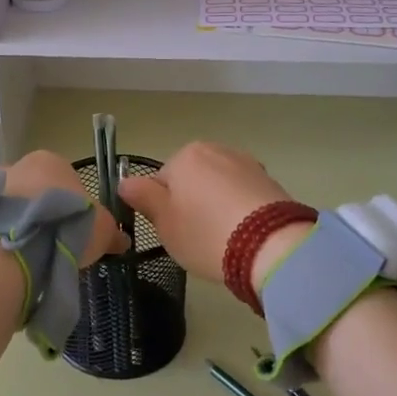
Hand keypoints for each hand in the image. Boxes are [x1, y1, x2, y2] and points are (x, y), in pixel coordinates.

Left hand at [3, 150, 127, 262]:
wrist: (13, 243)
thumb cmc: (65, 224)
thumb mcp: (102, 229)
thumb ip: (110, 232)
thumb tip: (122, 240)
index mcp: (51, 160)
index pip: (66, 180)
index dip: (74, 206)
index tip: (76, 231)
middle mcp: (17, 164)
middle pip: (36, 191)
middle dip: (43, 215)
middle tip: (53, 246)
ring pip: (11, 208)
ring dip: (20, 226)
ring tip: (29, 257)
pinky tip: (9, 257)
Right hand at [118, 141, 294, 283]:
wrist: (271, 246)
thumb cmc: (205, 233)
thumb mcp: (163, 222)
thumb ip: (142, 197)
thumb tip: (125, 181)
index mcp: (185, 155)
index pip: (159, 181)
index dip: (162, 210)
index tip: (172, 233)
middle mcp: (217, 150)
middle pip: (191, 181)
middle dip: (191, 205)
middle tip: (195, 238)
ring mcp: (247, 164)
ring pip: (218, 187)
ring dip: (215, 207)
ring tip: (222, 239)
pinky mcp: (271, 182)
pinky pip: (243, 196)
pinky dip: (239, 211)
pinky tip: (243, 235)